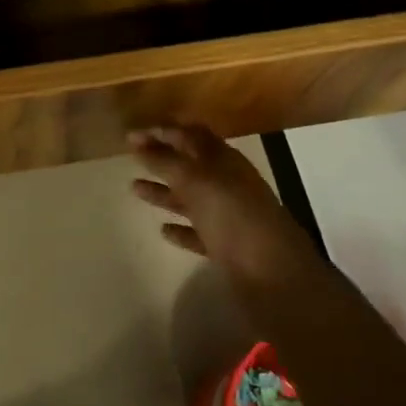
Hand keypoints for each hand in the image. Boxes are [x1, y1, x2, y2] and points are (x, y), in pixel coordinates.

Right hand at [130, 125, 322, 287]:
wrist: (273, 274)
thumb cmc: (233, 216)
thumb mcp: (196, 181)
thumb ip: (166, 161)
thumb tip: (139, 141)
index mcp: (224, 161)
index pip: (190, 135)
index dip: (162, 131)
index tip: (132, 135)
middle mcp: (227, 184)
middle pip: (190, 165)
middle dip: (161, 158)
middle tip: (131, 156)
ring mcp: (229, 216)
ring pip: (191, 198)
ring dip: (164, 191)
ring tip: (134, 188)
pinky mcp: (227, 247)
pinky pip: (198, 232)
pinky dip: (181, 228)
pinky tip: (163, 230)